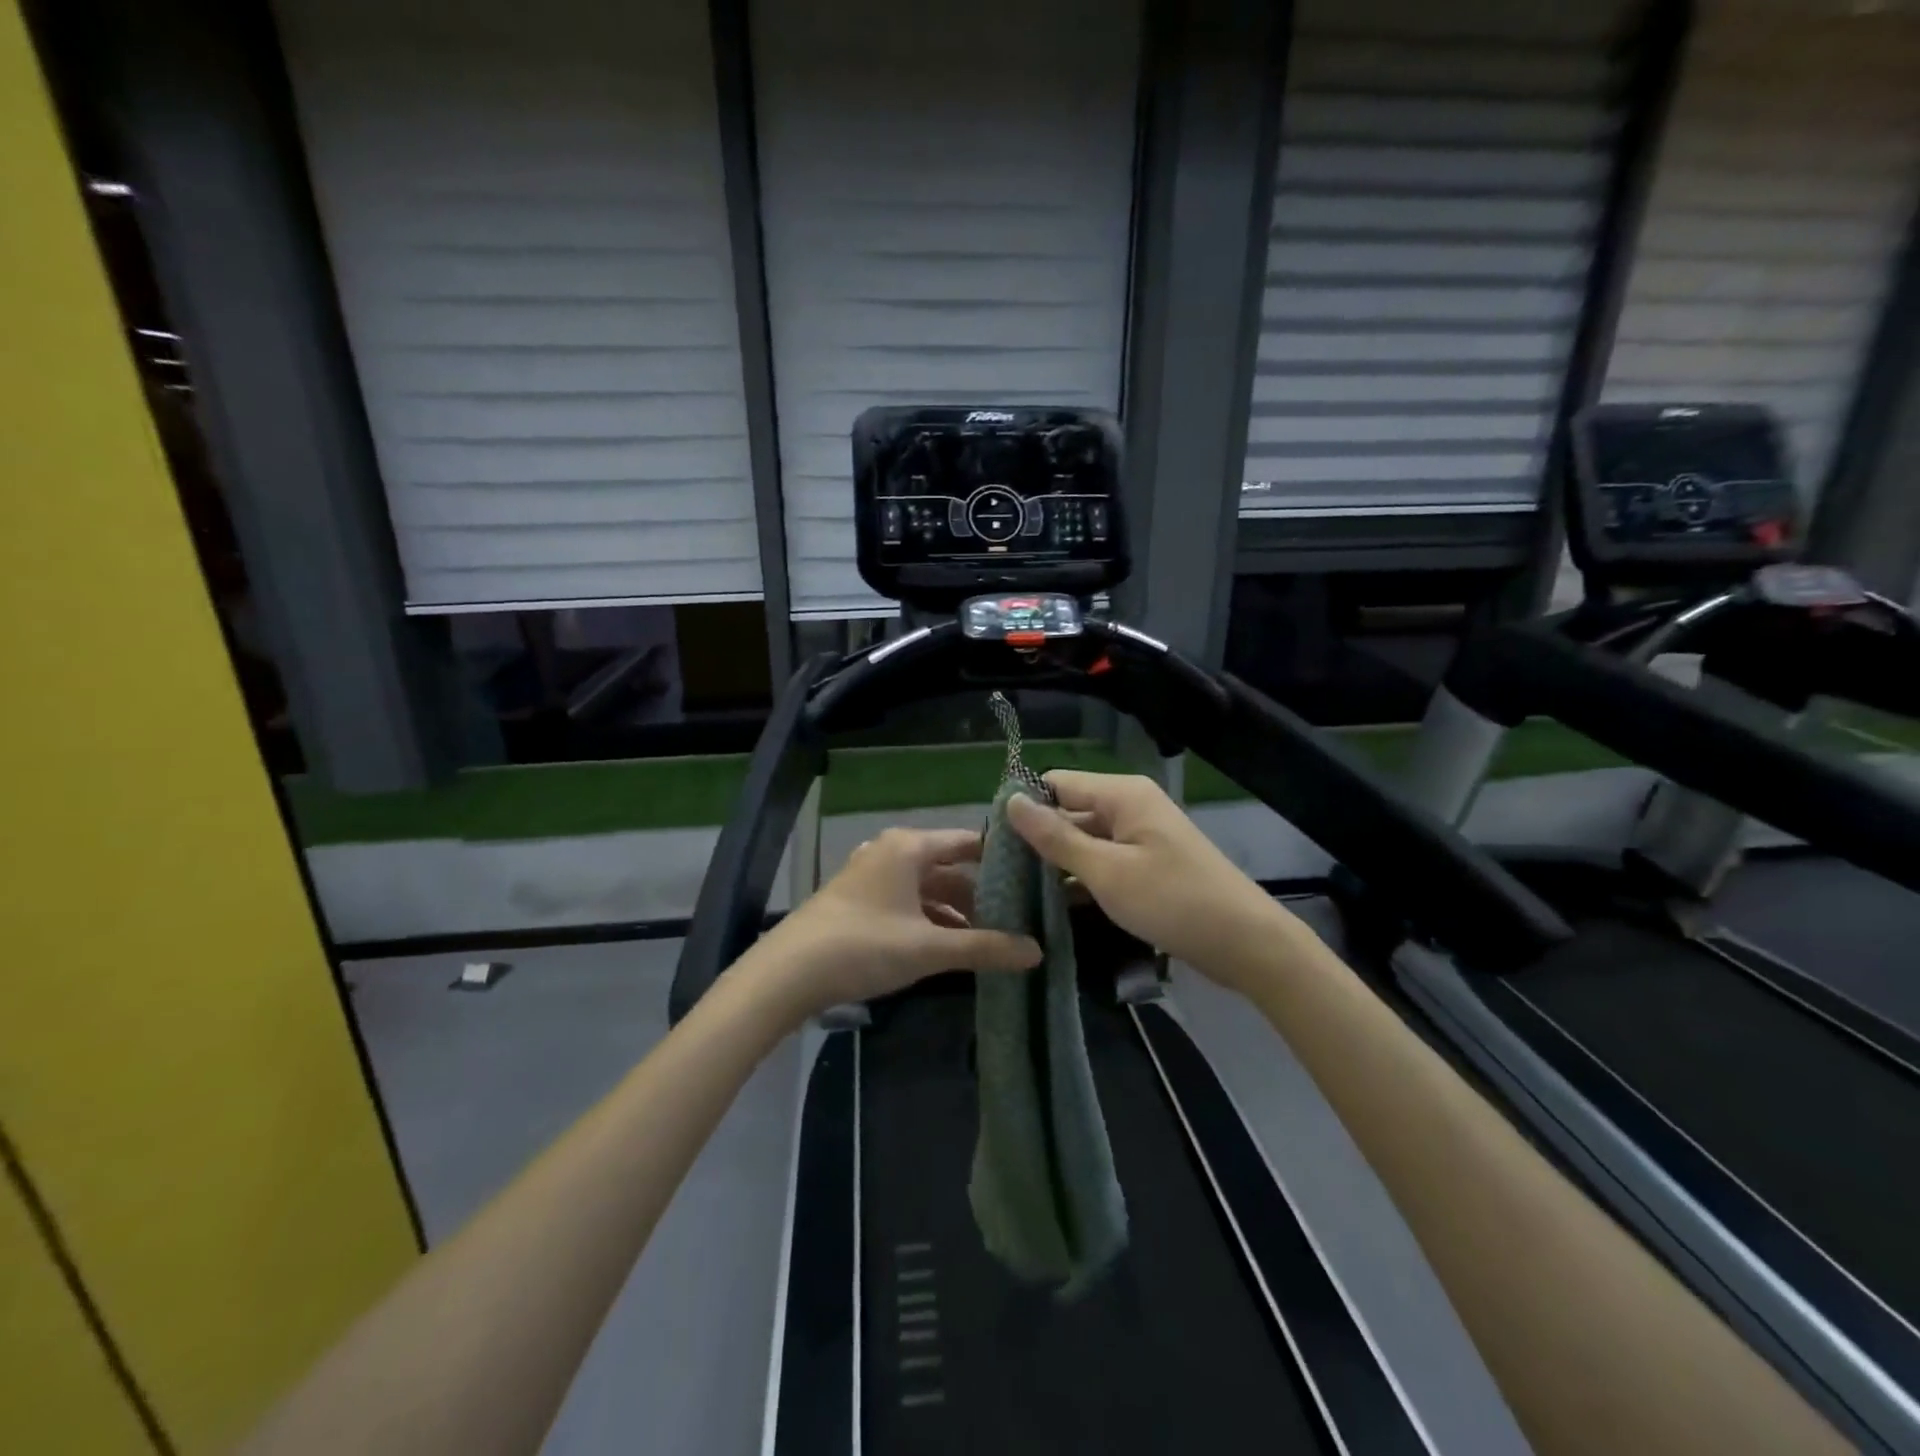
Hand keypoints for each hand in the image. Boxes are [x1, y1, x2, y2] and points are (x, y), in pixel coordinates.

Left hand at [746, 827, 1042, 1017]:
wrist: (787, 973)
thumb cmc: (864, 945)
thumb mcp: (929, 948)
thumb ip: (985, 947)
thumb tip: (1037, 951)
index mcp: (909, 847)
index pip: (968, 842)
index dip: (1000, 859)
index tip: (1034, 878)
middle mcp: (891, 852)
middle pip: (948, 867)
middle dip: (980, 894)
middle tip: (1018, 918)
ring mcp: (871, 876)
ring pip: (926, 888)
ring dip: (955, 911)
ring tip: (989, 938)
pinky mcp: (858, 900)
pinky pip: (906, 901)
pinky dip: (929, 920)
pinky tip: (947, 947)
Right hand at [1007, 771, 1292, 988]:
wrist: (1246, 943)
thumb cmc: (1173, 901)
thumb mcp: (1106, 872)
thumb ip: (1056, 837)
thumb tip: (1011, 801)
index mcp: (1122, 794)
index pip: (1056, 783)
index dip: (1025, 806)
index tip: (992, 840)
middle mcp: (1130, 805)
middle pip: (1070, 810)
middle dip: (1038, 837)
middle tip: (999, 872)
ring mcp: (1141, 835)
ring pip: (1085, 838)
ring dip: (1057, 861)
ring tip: (1016, 889)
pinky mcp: (1147, 863)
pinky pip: (1103, 859)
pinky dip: (1081, 876)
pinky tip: (1052, 901)